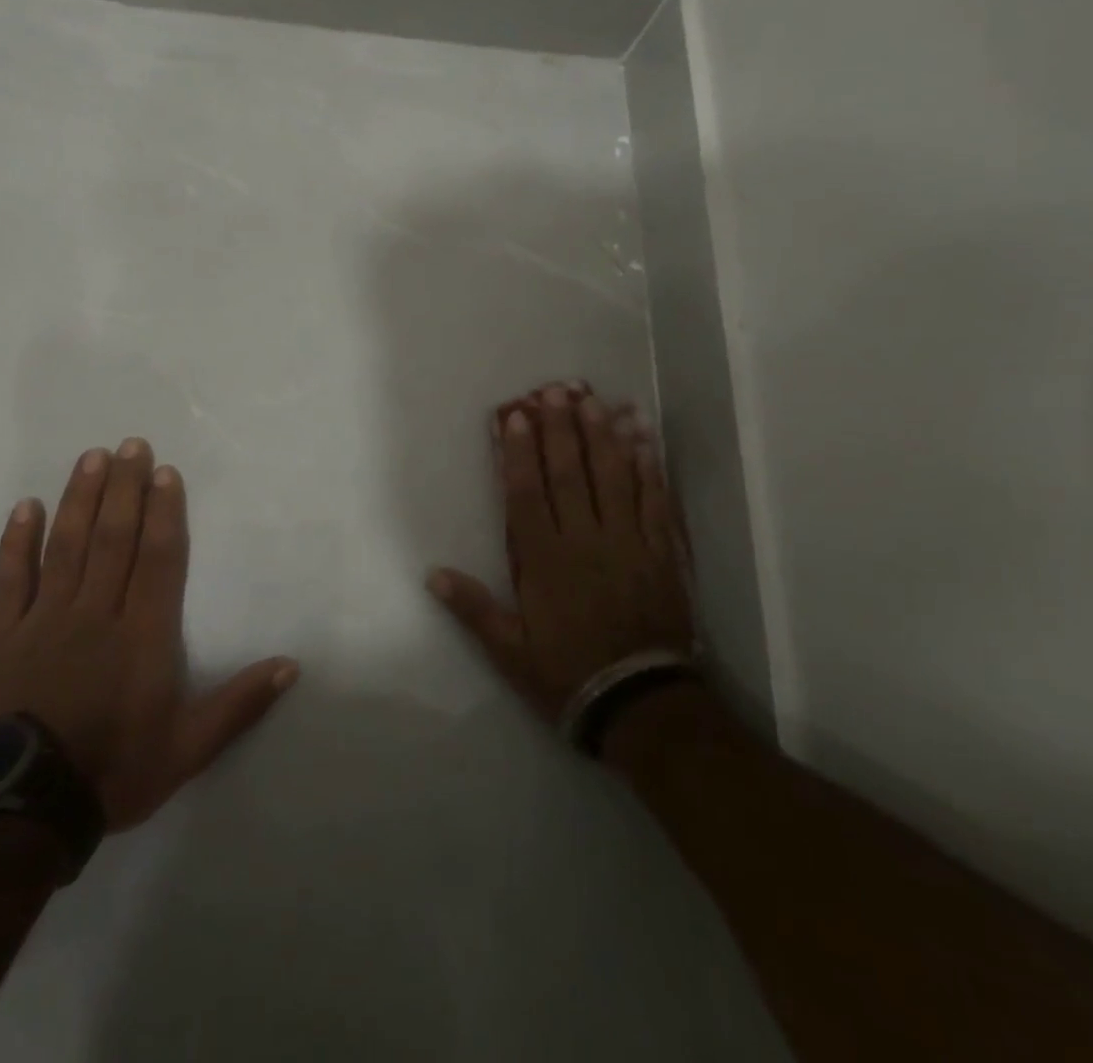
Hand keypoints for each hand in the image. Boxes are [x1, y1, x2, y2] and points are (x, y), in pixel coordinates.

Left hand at [0, 440, 297, 830]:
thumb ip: (240, 704)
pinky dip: (17, 542)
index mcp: (143, 635)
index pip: (159, 558)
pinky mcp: (4, 637)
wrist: (19, 815)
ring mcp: (46, 621)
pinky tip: (25, 507)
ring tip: (91, 458)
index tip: (165, 472)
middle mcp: (96, 614)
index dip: (164, 512)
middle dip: (125, 488)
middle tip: (131, 444)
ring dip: (80, 498)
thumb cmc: (113, 772)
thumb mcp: (188, 749)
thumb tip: (292, 666)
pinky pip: (11, 580)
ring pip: (66, 546)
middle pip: (114, 537)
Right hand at [428, 382, 694, 720]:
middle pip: (569, 475)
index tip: (515, 417)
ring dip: (601, 436)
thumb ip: (472, 608)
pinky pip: (654, 500)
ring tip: (594, 400)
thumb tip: (432, 573)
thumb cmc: (567, 674)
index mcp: (544, 561)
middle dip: (560, 429)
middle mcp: (584, 541)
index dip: (519, 453)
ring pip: (612, 478)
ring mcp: (627, 542)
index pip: (527, 495)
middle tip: (554, 390)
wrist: (641, 703)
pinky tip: (642, 437)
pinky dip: (648, 466)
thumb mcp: (510, 651)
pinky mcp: (660, 551)